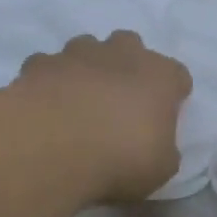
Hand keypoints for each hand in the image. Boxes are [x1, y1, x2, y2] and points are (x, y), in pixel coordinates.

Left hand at [16, 31, 191, 201]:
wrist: (52, 148)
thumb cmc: (120, 159)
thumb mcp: (160, 169)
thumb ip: (163, 149)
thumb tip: (156, 145)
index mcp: (160, 76)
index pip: (177, 75)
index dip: (171, 94)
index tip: (163, 116)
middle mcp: (121, 54)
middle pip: (130, 46)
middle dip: (126, 66)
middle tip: (119, 101)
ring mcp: (77, 54)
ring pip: (86, 48)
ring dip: (87, 68)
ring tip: (78, 101)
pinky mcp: (39, 64)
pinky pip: (48, 66)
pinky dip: (49, 81)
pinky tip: (45, 105)